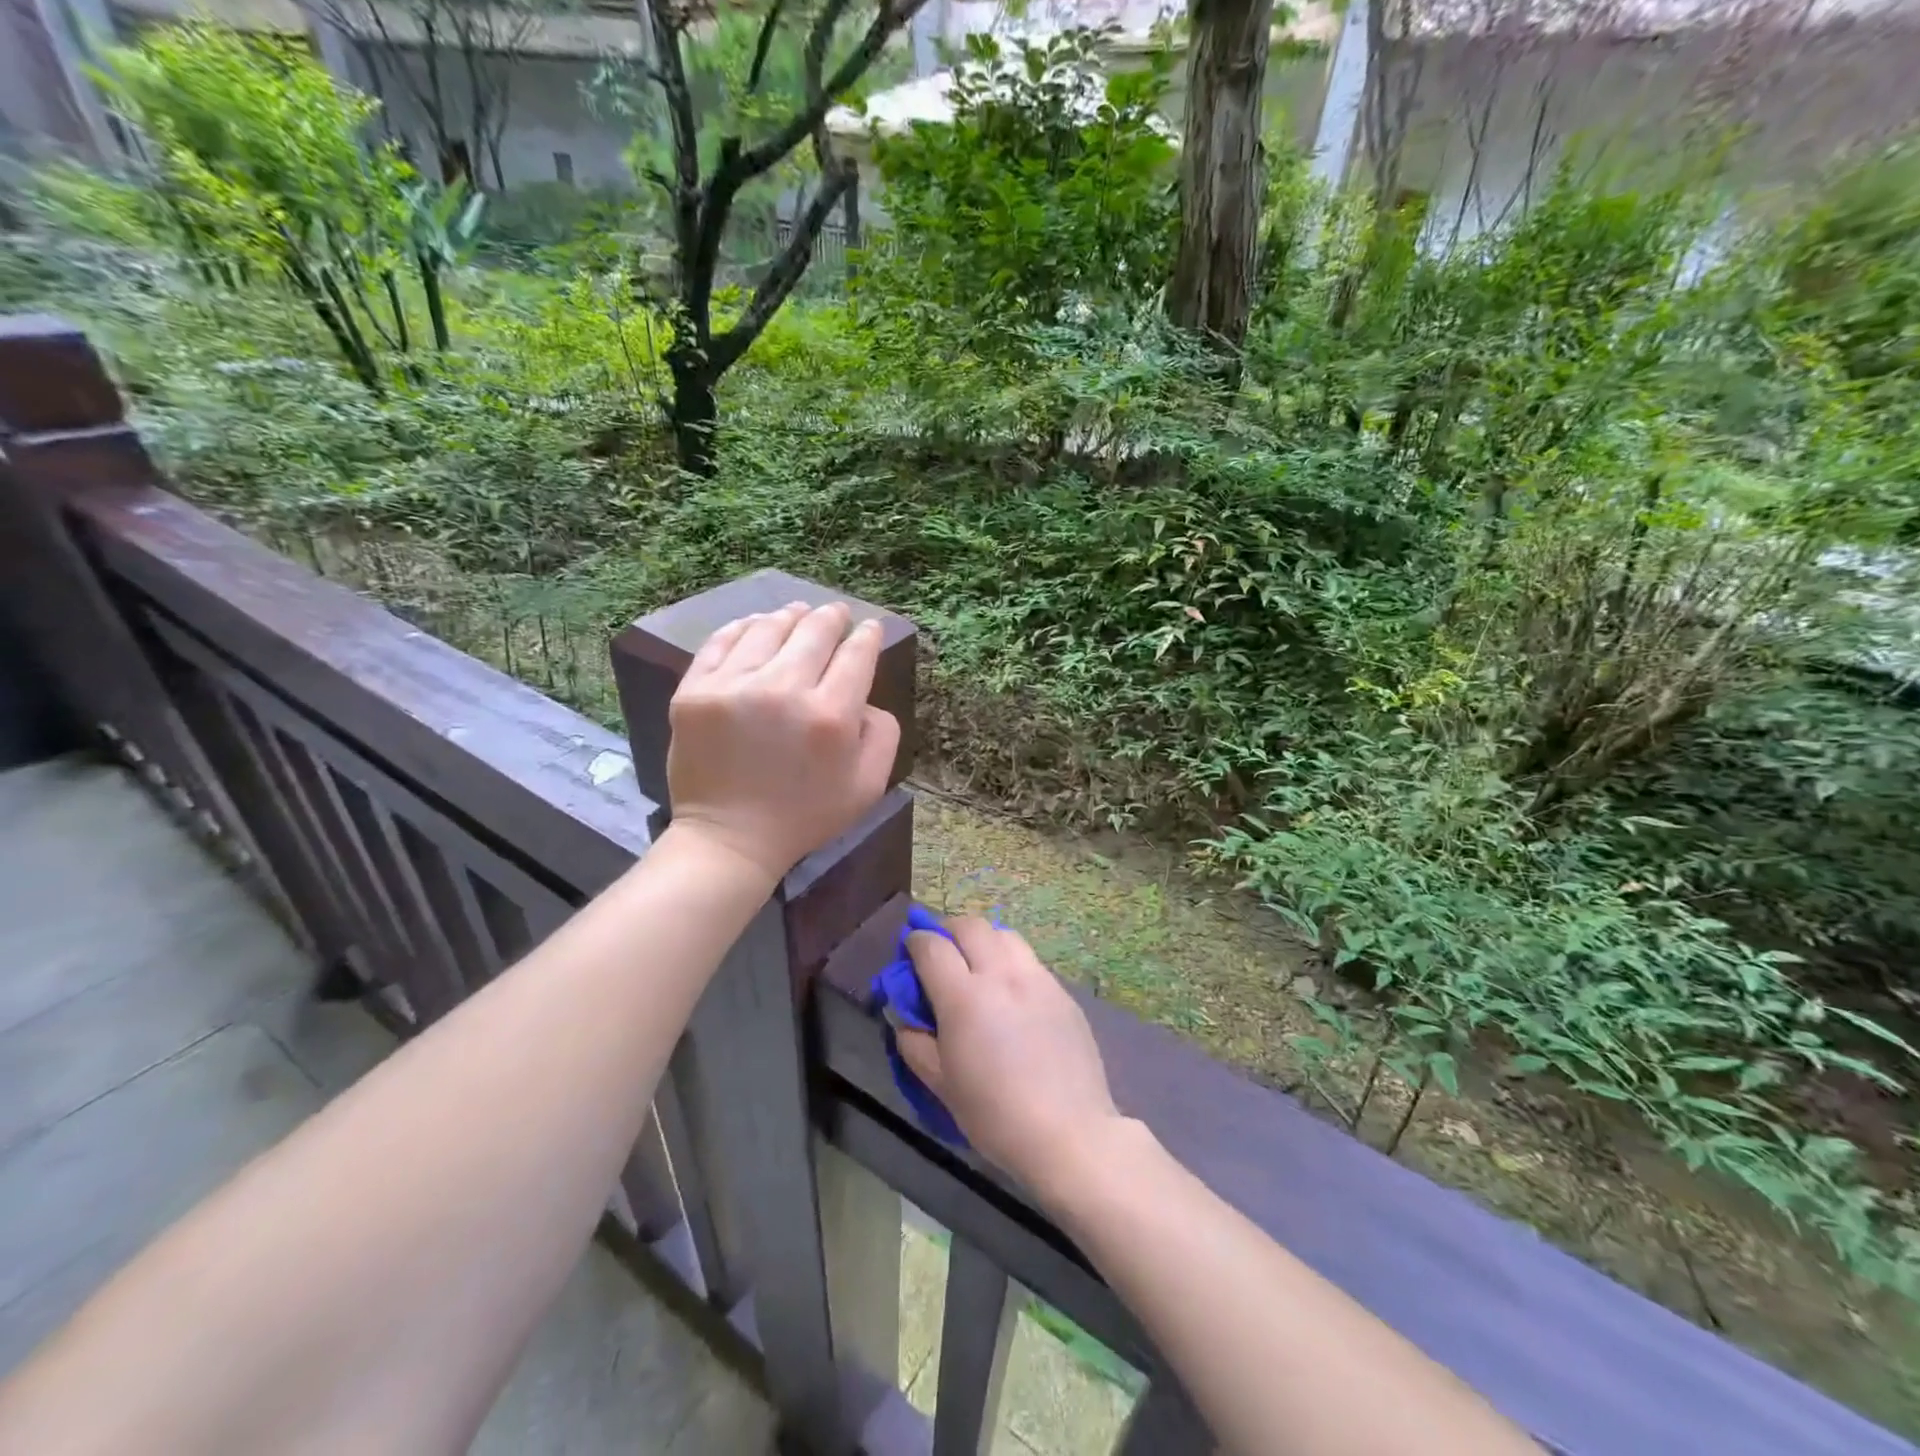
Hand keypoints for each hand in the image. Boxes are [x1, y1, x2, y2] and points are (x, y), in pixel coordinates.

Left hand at [666, 601, 899, 881]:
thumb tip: (865, 696)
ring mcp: (734, 686)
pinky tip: (755, 625)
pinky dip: (743, 627)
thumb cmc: (805, 815)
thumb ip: (883, 734)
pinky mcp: (695, 690)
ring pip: (768, 628)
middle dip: (831, 616)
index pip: (856, 654)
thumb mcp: (868, 786)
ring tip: (797, 612)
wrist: (730, 838)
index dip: (866, 635)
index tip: (868, 628)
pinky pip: (722, 641)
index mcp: (831, 715)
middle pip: (814, 631)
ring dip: (790, 616)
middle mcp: (784, 690)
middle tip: (836, 612)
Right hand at [896, 917, 1128, 1199]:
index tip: (909, 950)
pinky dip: (1010, 960)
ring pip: (1004, 935)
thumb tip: (905, 1017)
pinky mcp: (1062, 992)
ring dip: (982, 938)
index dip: (915, 941)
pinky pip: (1029, 960)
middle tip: (940, 950)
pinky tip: (1010, 991)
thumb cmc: (995, 1115)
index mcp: (964, 997)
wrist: (1069, 1132)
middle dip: (948, 930)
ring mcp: (1037, 979)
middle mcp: (1001, 975)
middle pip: (970, 926)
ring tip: (976, 962)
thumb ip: (914, 1043)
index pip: (932, 946)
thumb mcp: (940, 1085)